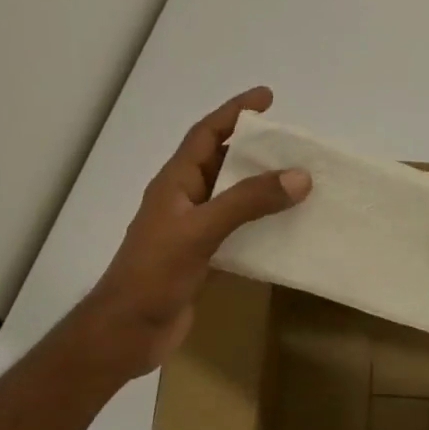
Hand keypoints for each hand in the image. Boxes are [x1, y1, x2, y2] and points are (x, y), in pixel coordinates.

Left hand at [80, 87, 309, 378]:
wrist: (128, 332)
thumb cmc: (154, 274)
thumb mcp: (201, 230)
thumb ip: (248, 202)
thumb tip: (298, 176)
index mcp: (175, 183)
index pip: (205, 135)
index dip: (233, 113)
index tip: (267, 97)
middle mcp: (184, 201)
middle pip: (222, 164)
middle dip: (255, 150)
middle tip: (294, 145)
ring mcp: (193, 231)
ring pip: (233, 199)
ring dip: (262, 189)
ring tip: (299, 183)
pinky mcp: (203, 259)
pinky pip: (238, 232)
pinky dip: (261, 226)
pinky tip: (286, 230)